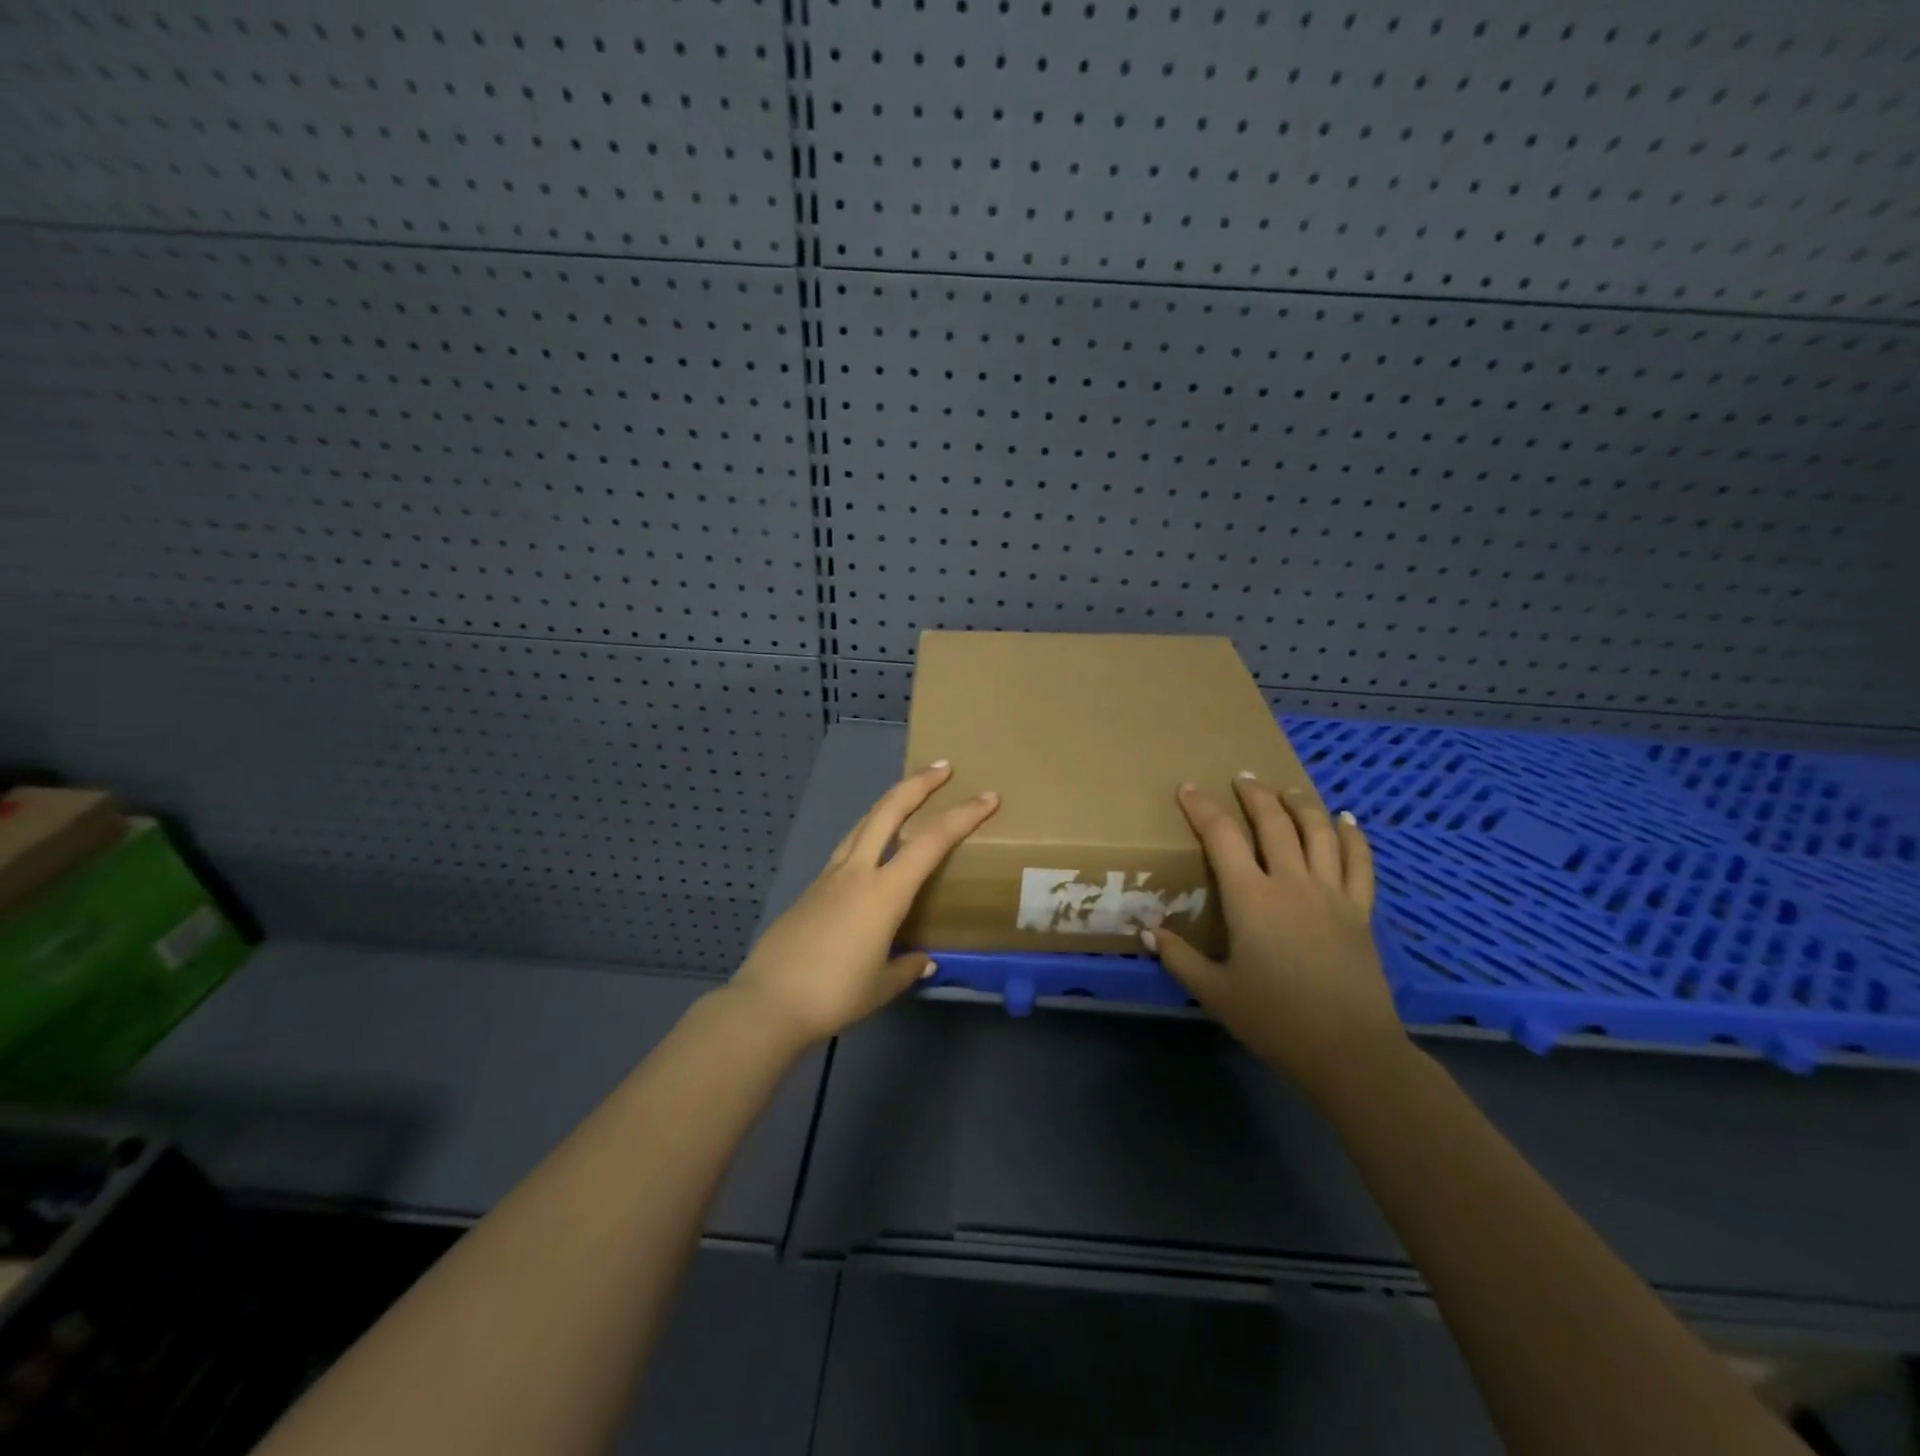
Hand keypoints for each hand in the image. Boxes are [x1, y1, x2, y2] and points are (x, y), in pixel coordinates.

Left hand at [728, 763, 998, 1048]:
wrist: (768, 1001)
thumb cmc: (833, 995)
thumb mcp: (881, 986)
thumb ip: (907, 967)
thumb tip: (924, 960)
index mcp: (884, 893)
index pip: (931, 842)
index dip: (963, 816)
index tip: (988, 798)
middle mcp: (857, 873)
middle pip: (889, 811)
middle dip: (917, 784)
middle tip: (942, 767)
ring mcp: (830, 876)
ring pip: (863, 822)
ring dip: (889, 801)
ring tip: (908, 794)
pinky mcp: (812, 888)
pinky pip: (847, 847)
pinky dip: (868, 832)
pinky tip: (872, 848)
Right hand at [1147, 776, 1405, 1104]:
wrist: (1349, 1050)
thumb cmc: (1274, 1019)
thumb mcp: (1215, 992)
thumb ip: (1179, 957)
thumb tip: (1147, 930)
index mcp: (1251, 898)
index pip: (1222, 837)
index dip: (1203, 808)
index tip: (1188, 788)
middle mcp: (1292, 883)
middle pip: (1273, 823)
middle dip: (1254, 795)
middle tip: (1241, 777)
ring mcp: (1331, 894)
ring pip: (1318, 833)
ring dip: (1300, 804)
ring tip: (1287, 788)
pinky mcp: (1360, 911)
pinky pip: (1359, 863)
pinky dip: (1352, 836)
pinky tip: (1346, 819)